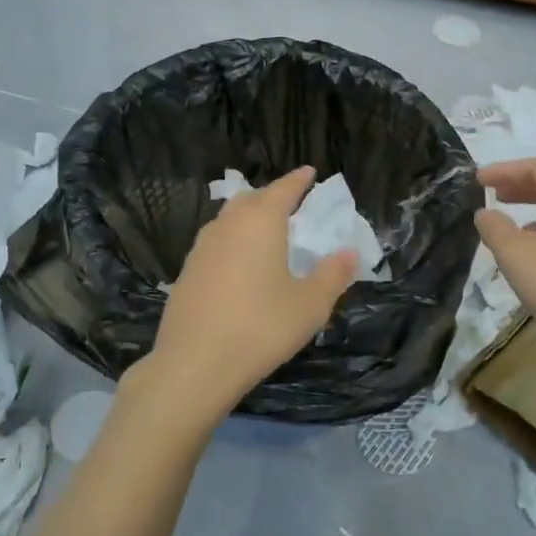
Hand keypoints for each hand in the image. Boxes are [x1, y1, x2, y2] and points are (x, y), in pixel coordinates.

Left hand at [145, 167, 358, 418]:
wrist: (194, 363)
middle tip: (290, 203)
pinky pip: (215, 244)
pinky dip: (232, 242)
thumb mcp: (310, 305)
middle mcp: (227, 226)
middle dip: (272, 196)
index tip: (310, 172)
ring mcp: (201, 248)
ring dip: (248, 217)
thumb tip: (349, 253)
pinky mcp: (186, 273)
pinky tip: (238, 264)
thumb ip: (333, 275)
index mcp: (260, 222)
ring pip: (228, 220)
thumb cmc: (261, 327)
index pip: (283, 189)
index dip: (299, 180)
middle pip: (251, 199)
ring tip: (264, 230)